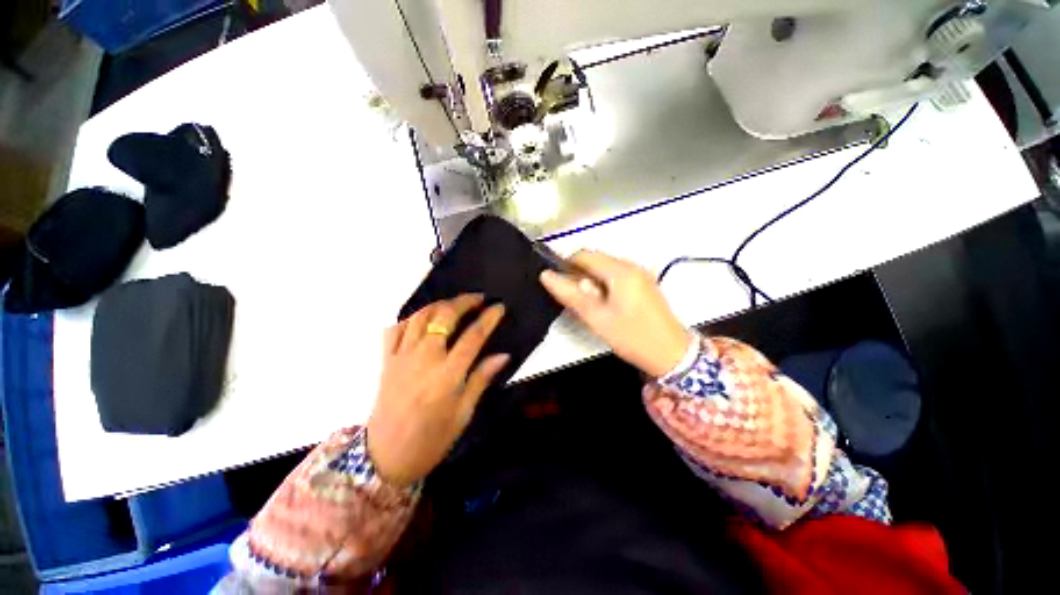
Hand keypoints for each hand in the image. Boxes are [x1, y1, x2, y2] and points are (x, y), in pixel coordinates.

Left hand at [367, 294, 508, 486]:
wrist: (385, 456)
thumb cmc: (431, 439)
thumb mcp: (463, 413)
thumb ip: (481, 379)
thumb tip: (503, 356)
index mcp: (447, 375)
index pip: (473, 336)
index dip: (489, 318)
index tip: (499, 306)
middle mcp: (424, 358)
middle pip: (445, 317)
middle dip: (464, 302)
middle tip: (479, 297)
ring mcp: (402, 356)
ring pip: (421, 316)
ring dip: (440, 304)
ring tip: (454, 303)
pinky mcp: (386, 360)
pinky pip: (395, 329)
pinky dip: (410, 318)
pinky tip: (422, 319)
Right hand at [540, 251, 690, 377]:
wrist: (672, 355)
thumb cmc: (631, 337)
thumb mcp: (596, 318)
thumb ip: (570, 294)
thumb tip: (546, 275)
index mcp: (620, 271)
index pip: (584, 254)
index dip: (567, 266)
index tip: (562, 288)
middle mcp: (632, 265)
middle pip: (595, 261)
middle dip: (581, 277)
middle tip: (580, 304)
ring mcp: (641, 274)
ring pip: (605, 269)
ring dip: (593, 283)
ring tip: (593, 308)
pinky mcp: (644, 284)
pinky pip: (617, 277)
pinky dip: (606, 287)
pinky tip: (607, 307)